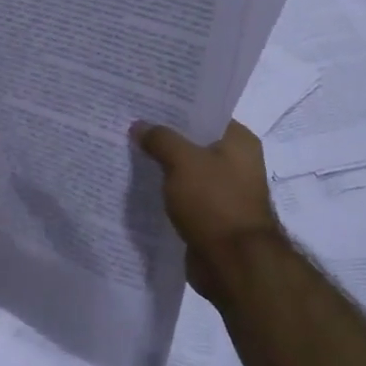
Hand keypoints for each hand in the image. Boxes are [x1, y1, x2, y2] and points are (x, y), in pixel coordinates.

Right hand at [134, 120, 282, 296]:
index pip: (204, 113)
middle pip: (193, 142)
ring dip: (161, 167)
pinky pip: (183, 197)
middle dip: (163, 138)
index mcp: (239, 141)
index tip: (145, 102)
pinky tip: (137, 187)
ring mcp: (224, 192)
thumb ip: (160, 140)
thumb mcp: (183, 162)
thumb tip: (140, 125)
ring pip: (186, 171)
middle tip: (129, 125)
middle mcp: (236, 163)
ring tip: (126, 154)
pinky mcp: (210, 216)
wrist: (233, 263)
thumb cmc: (214, 202)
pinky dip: (164, 193)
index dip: (175, 107)